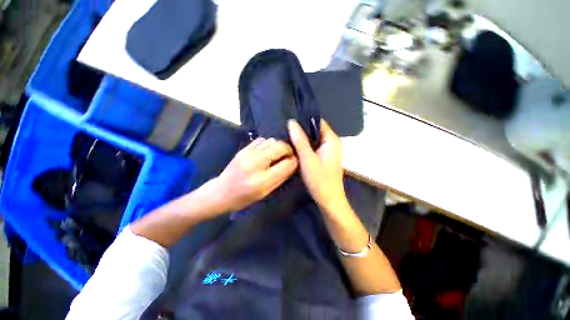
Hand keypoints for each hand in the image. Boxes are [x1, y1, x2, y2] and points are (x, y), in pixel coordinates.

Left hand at [214, 137, 297, 211]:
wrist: (221, 191)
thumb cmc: (244, 197)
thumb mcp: (265, 193)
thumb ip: (281, 178)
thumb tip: (292, 164)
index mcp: (262, 180)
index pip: (286, 164)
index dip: (294, 161)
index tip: (295, 162)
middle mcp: (255, 164)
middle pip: (280, 147)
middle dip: (288, 150)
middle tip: (289, 155)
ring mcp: (248, 154)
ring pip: (272, 141)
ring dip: (278, 146)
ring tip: (278, 153)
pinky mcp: (243, 149)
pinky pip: (261, 140)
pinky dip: (268, 144)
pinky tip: (267, 151)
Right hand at [288, 119, 348, 213]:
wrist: (329, 200)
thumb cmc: (320, 180)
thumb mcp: (307, 159)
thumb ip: (300, 140)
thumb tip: (291, 122)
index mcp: (332, 140)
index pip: (318, 122)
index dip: (304, 120)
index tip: (290, 122)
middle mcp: (332, 142)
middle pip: (315, 130)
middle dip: (301, 130)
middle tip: (285, 130)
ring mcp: (329, 150)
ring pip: (313, 139)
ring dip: (302, 139)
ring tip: (287, 137)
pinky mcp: (324, 157)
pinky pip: (314, 147)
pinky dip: (305, 146)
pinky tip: (295, 148)